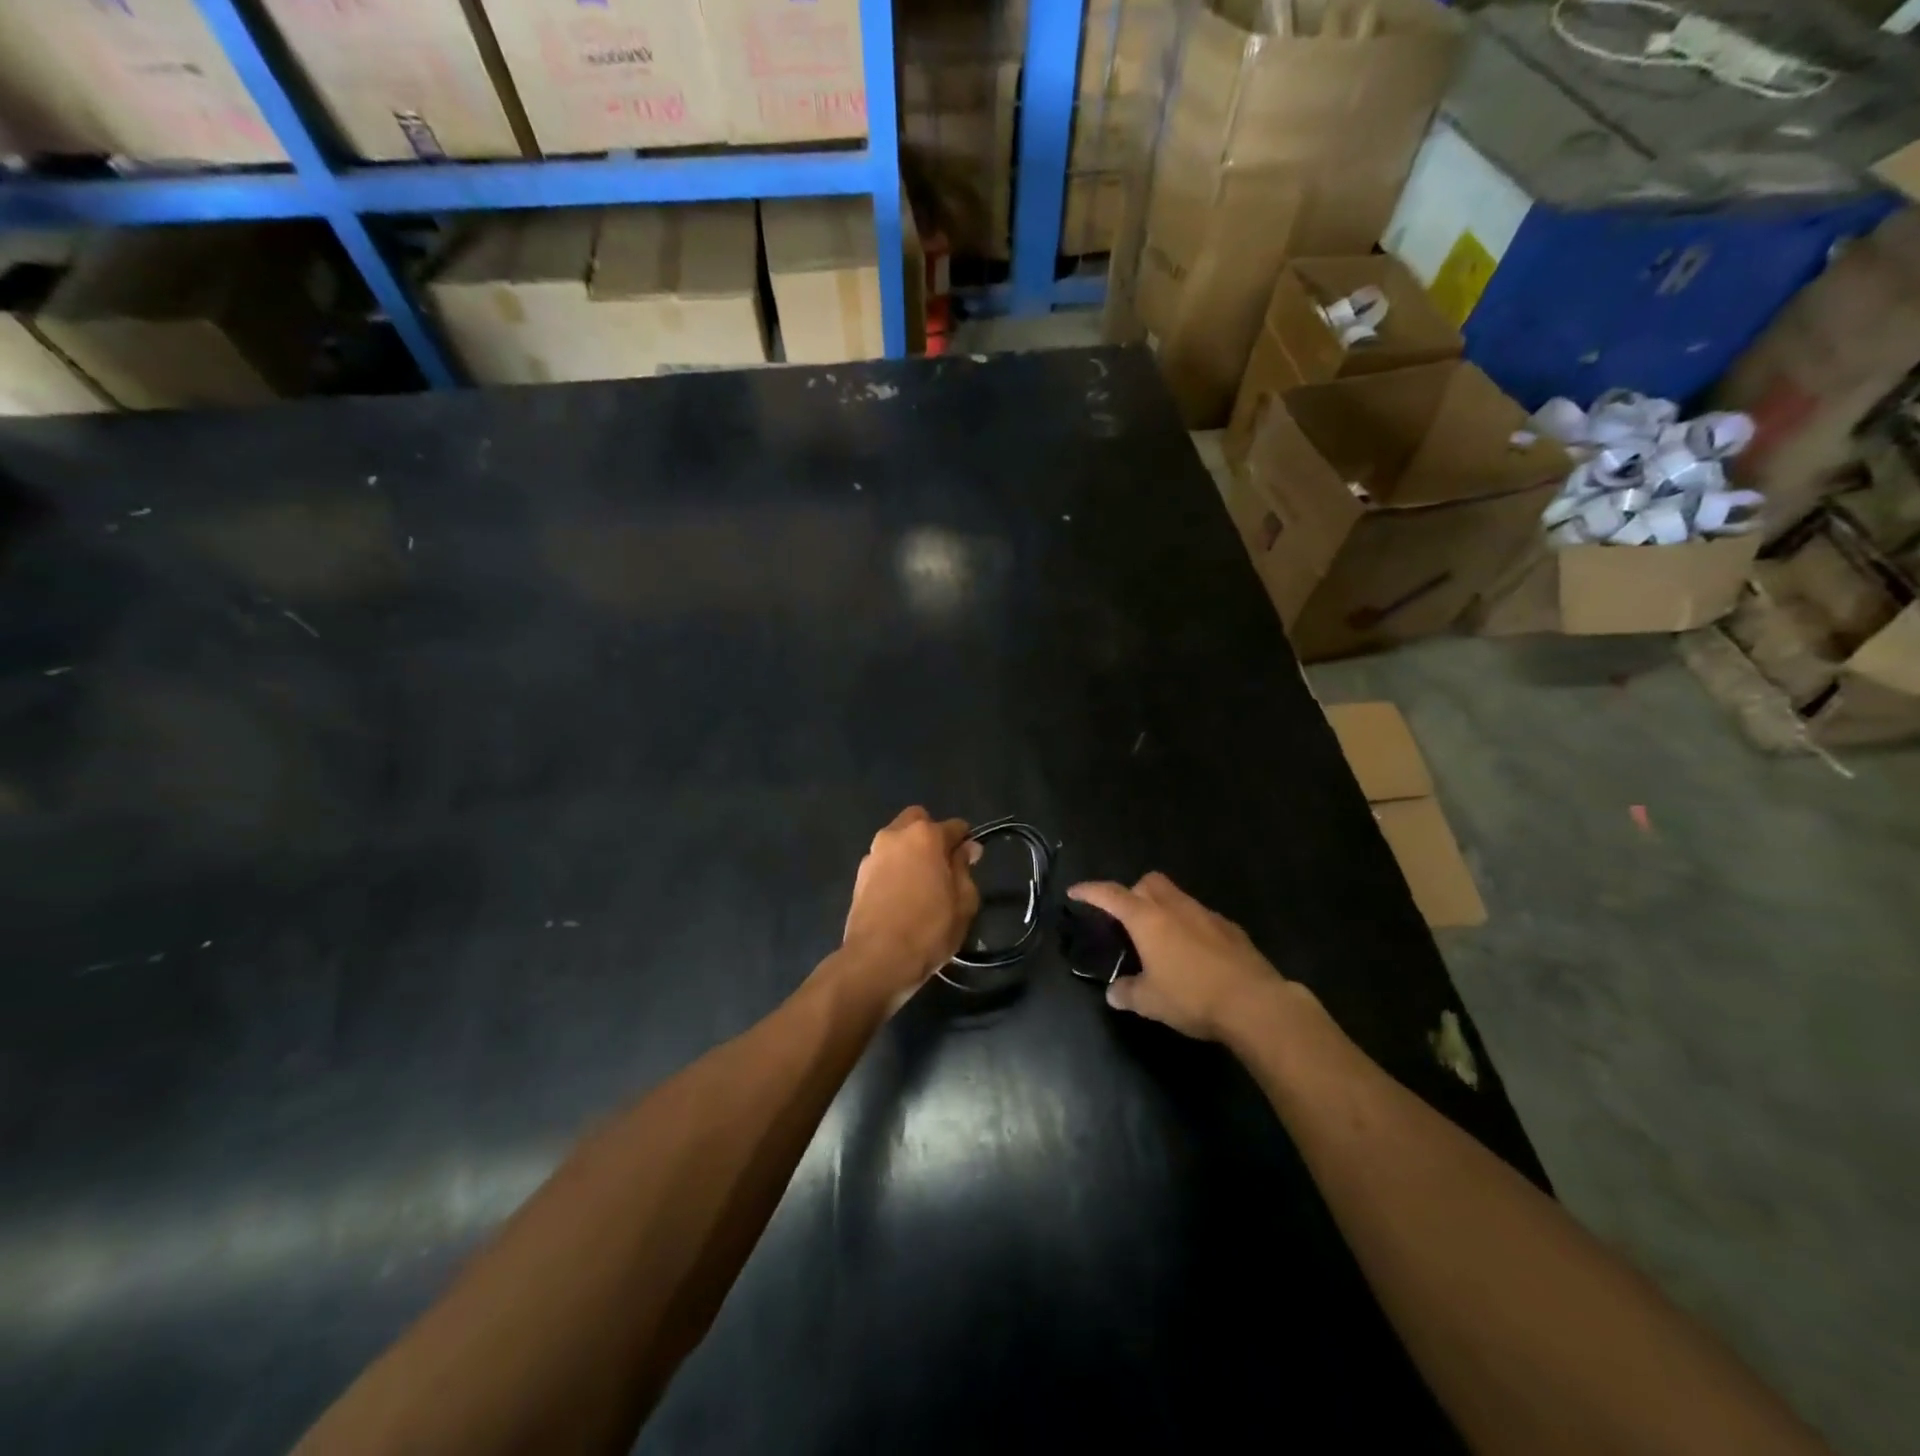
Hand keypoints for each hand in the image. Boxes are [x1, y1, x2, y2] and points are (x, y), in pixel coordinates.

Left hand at [842, 808, 981, 1006]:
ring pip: (897, 840)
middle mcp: (895, 836)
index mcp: (925, 835)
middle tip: (943, 865)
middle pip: (918, 821)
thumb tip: (966, 848)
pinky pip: (883, 862)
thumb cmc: (929, 928)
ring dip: (910, 852)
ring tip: (920, 883)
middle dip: (932, 835)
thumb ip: (965, 868)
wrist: (877, 959)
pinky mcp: (858, 877)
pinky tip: (901, 896)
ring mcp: (872, 855)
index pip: (954, 826)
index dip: (966, 842)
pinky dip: (894, 869)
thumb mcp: (964, 901)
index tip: (971, 861)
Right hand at [1068, 873, 1285, 1041]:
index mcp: (1148, 919)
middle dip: (1133, 892)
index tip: (1075, 891)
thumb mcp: (1150, 1002)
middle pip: (1148, 882)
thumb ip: (1127, 993)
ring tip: (1159, 940)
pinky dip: (1189, 926)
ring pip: (1177, 897)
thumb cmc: (1192, 996)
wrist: (1255, 1003)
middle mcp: (1175, 907)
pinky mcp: (1231, 929)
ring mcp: (1206, 915)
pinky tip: (1193, 954)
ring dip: (1163, 909)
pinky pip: (1201, 917)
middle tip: (1126, 919)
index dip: (1090, 891)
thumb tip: (1114, 993)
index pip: (1111, 895)